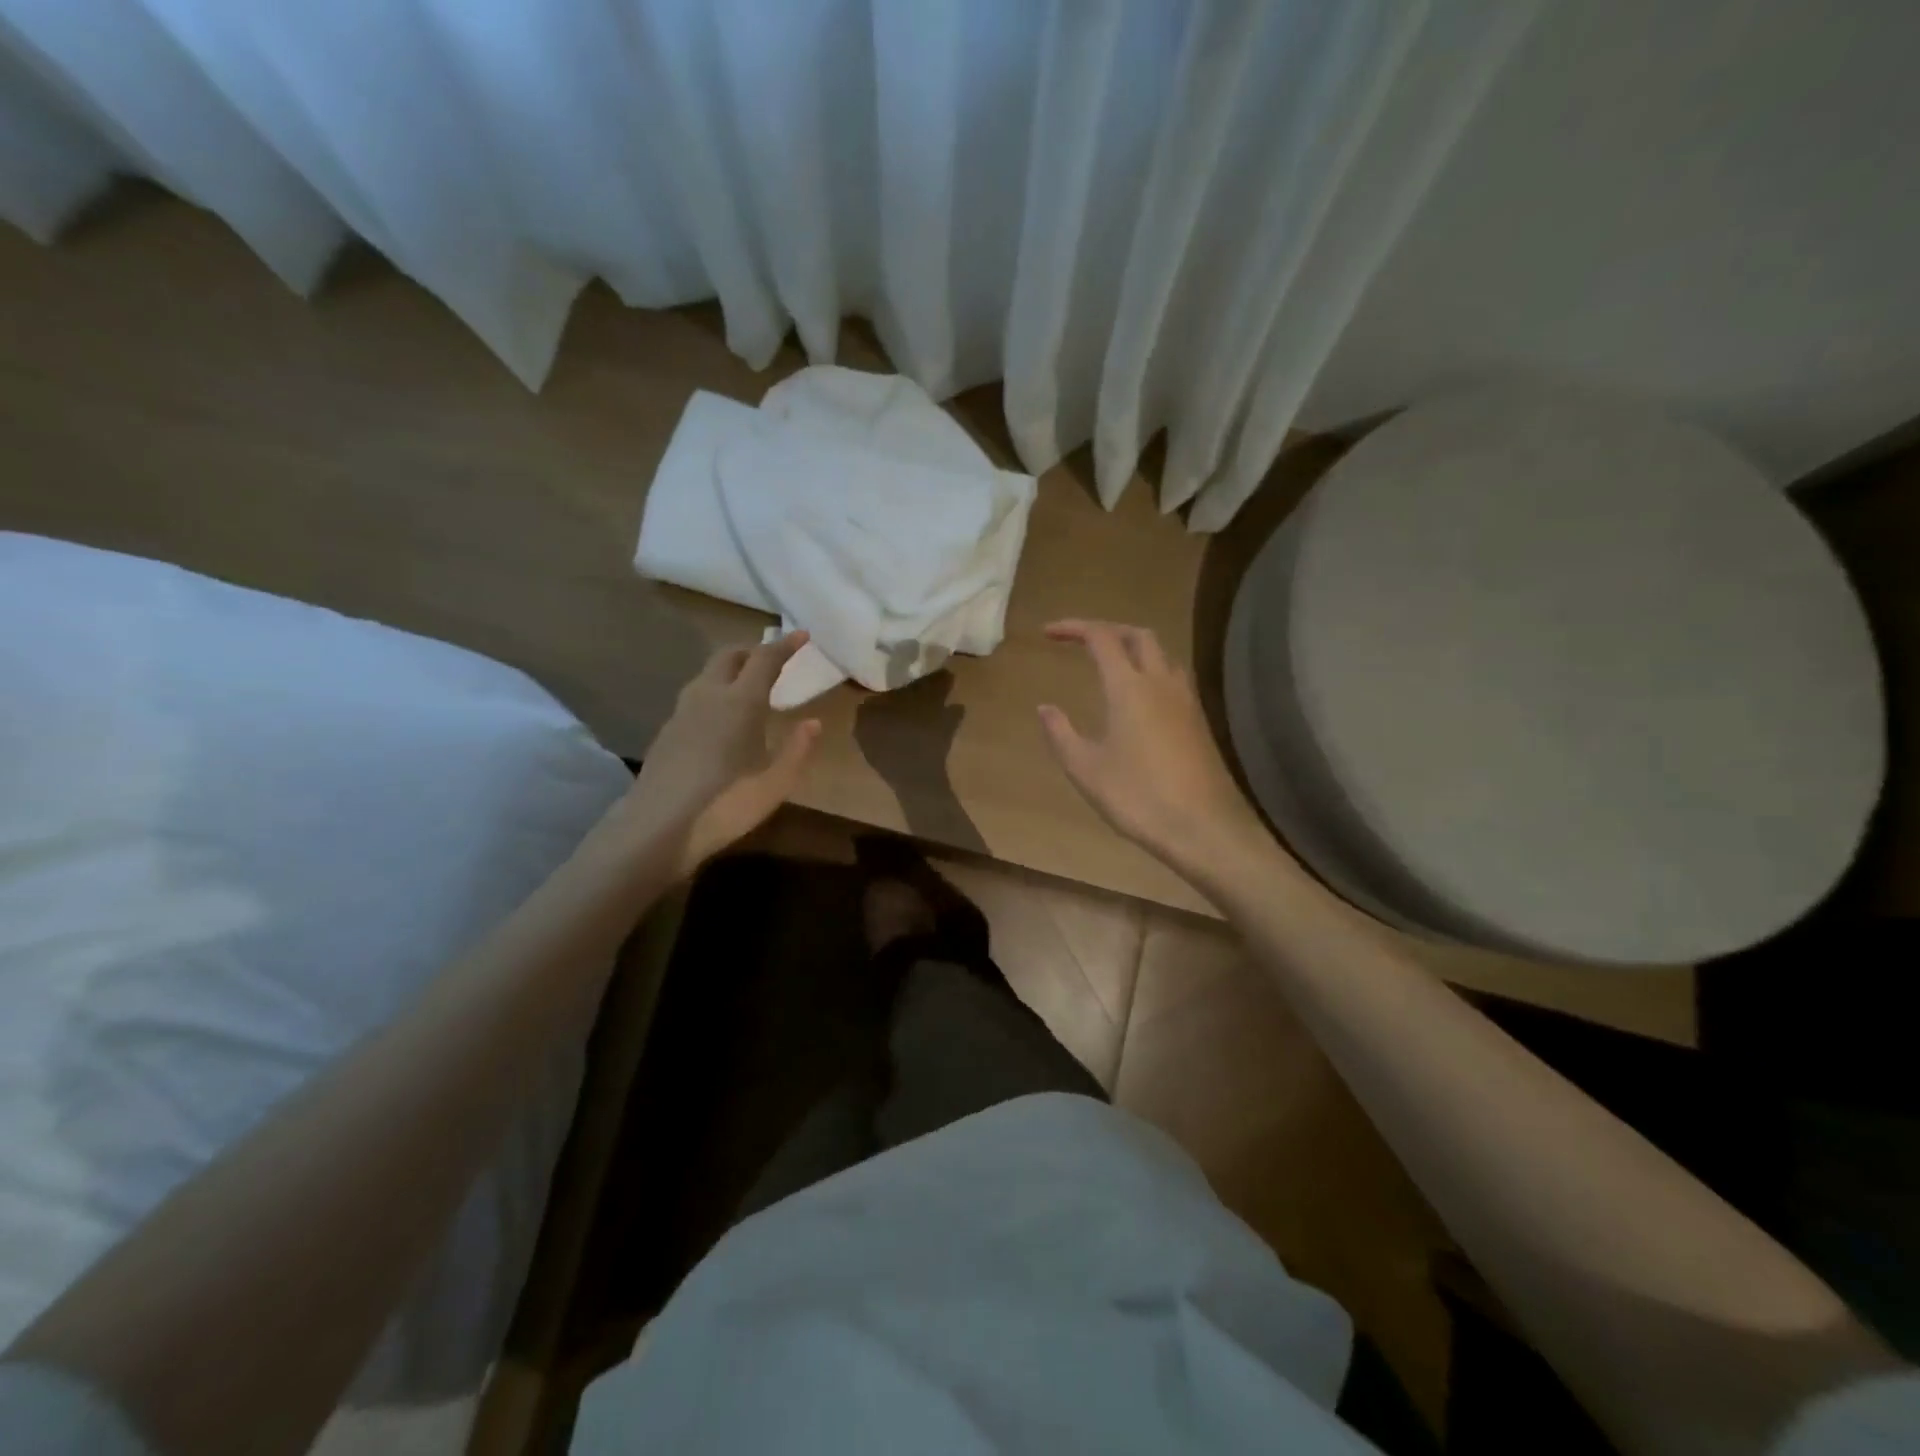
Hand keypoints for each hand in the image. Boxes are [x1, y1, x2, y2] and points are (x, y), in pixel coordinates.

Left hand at [623, 633, 822, 875]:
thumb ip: (798, 749)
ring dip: (731, 669)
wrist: (657, 828)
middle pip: (729, 656)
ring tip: (749, 686)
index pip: (765, 659)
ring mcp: (682, 712)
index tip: (802, 635)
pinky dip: (715, 691)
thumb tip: (813, 722)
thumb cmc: (726, 804)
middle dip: (753, 650)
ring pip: (708, 673)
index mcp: (741, 702)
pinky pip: (696, 695)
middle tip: (774, 660)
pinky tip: (722, 718)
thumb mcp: (775, 783)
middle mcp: (709, 696)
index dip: (785, 645)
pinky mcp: (667, 731)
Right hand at [1038, 620, 1269, 888]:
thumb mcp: (1085, 768)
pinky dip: (1151, 671)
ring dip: (1134, 648)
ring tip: (1111, 665)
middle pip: (1138, 636)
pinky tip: (1139, 699)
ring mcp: (1185, 701)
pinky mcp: (1198, 721)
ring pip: (1162, 655)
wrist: (1200, 827)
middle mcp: (1161, 683)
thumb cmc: (1136, 797)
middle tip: (1081, 642)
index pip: (1101, 638)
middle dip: (1108, 630)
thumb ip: (1061, 733)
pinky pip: (1173, 678)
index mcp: (1129, 688)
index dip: (1073, 628)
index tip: (1048, 633)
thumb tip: (1045, 707)